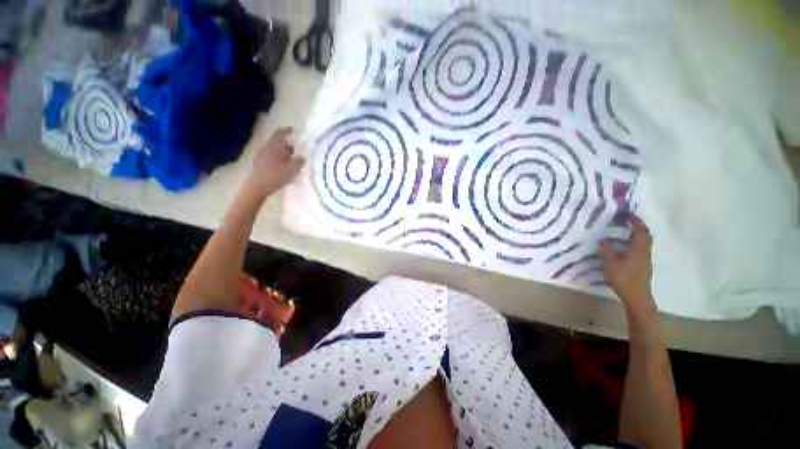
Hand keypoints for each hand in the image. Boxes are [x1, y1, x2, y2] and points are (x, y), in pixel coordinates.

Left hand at [249, 127, 306, 195]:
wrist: (258, 187)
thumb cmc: (275, 176)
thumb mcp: (291, 170)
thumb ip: (299, 162)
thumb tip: (303, 158)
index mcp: (273, 147)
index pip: (280, 133)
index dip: (287, 130)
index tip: (294, 131)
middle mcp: (266, 148)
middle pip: (278, 143)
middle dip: (288, 147)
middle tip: (298, 154)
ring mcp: (260, 155)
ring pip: (275, 151)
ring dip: (283, 154)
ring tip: (291, 163)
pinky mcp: (259, 163)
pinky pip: (270, 157)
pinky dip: (278, 159)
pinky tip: (283, 168)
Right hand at [600, 215, 656, 315]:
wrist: (637, 297)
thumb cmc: (623, 279)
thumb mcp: (610, 264)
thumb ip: (606, 250)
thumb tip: (605, 239)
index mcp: (638, 250)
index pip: (640, 232)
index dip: (636, 222)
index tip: (629, 214)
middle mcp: (645, 253)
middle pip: (646, 236)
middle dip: (639, 227)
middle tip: (629, 221)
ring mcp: (645, 260)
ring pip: (644, 243)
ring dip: (637, 235)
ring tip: (626, 232)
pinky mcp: (643, 266)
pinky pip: (641, 249)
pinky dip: (635, 243)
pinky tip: (626, 247)